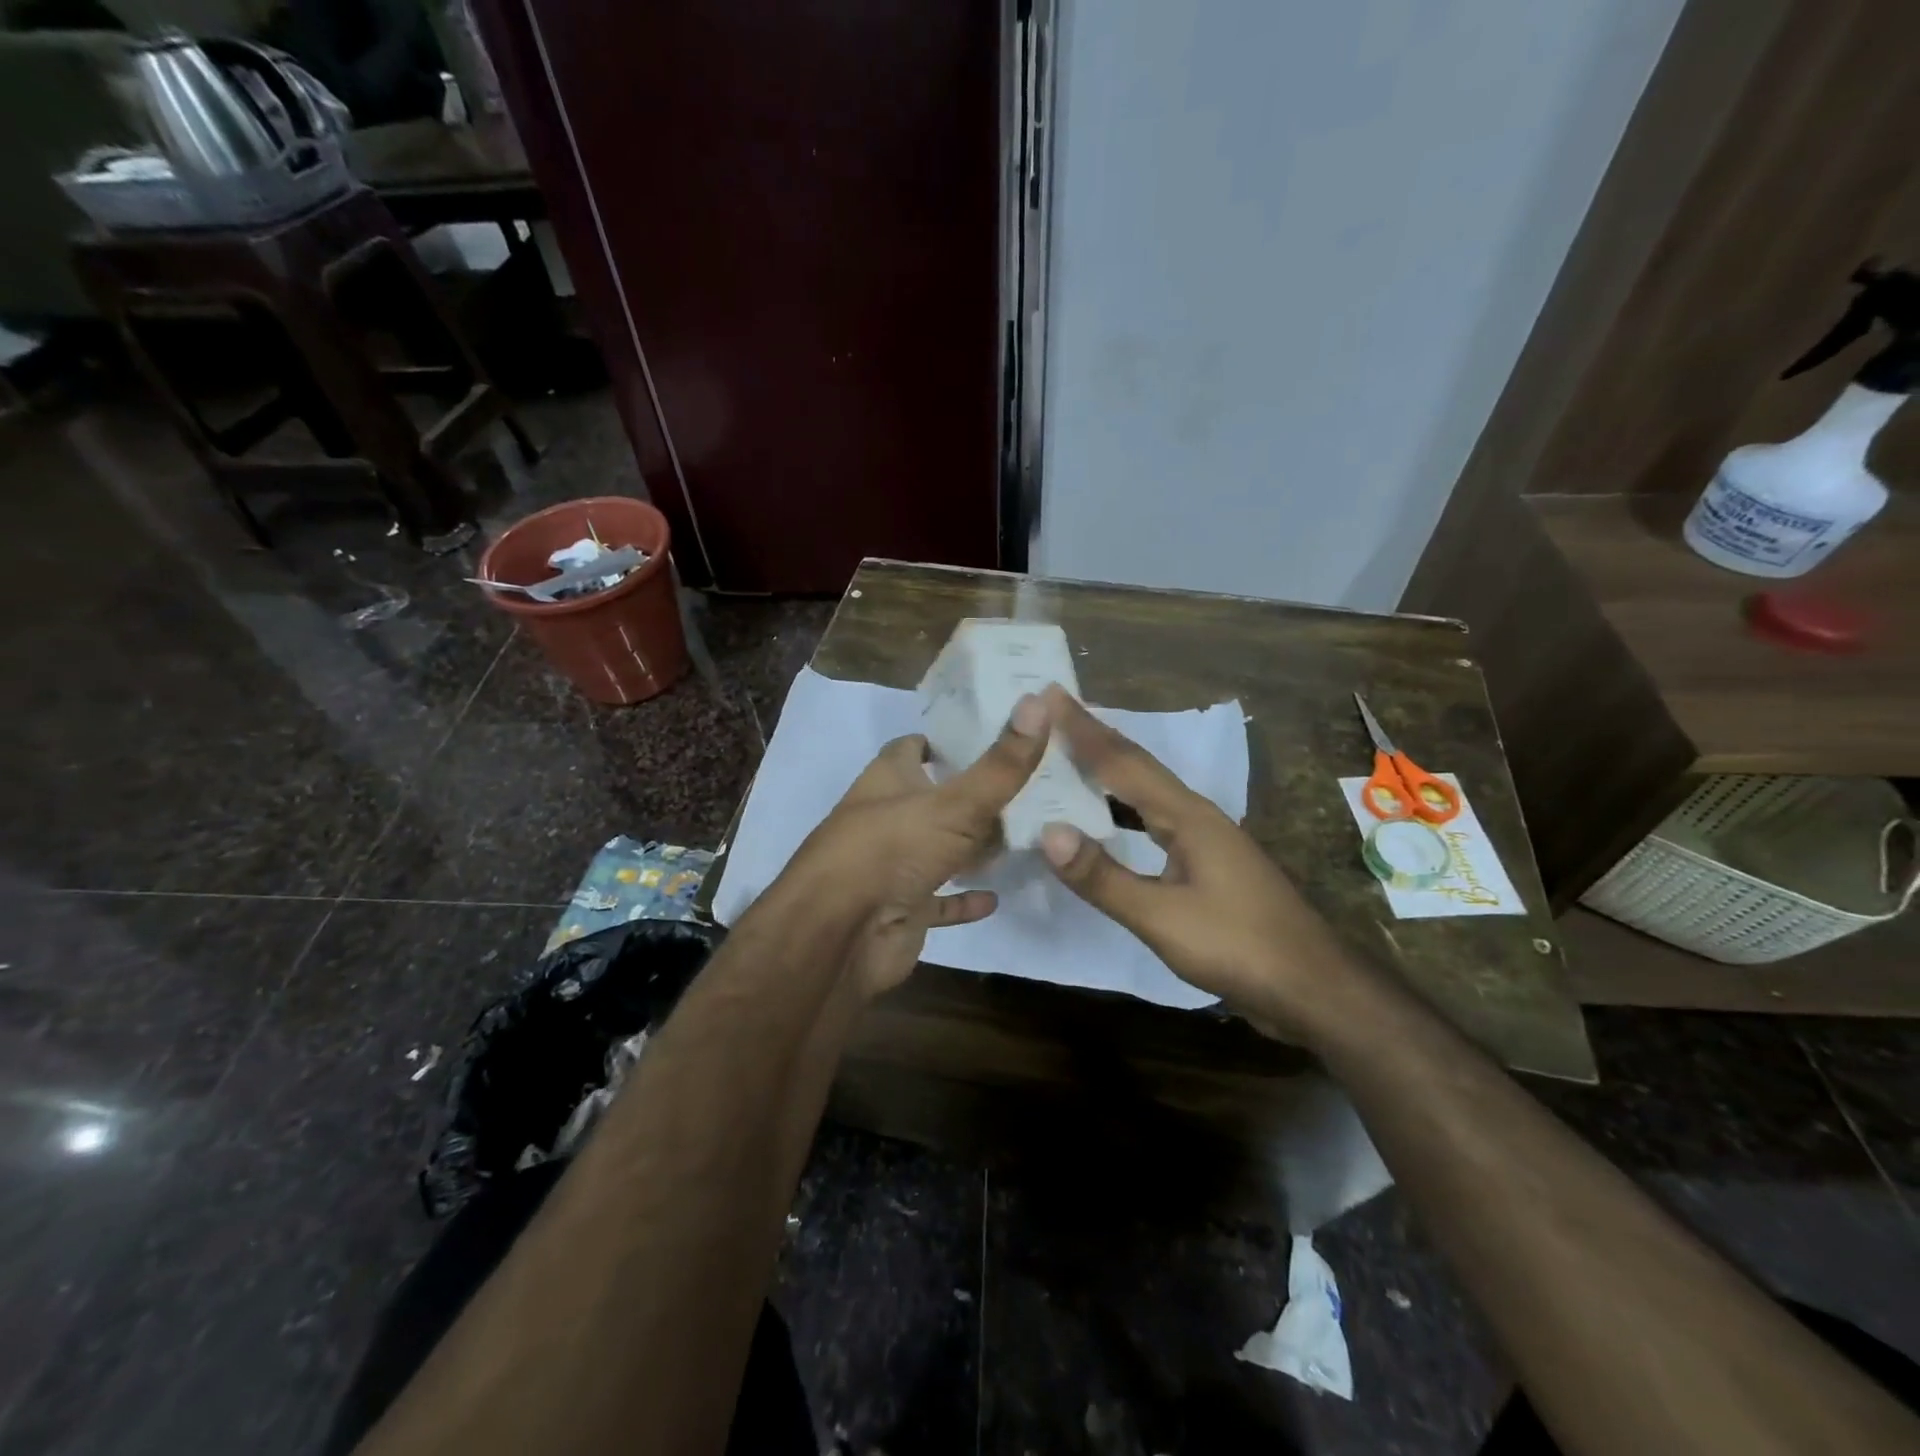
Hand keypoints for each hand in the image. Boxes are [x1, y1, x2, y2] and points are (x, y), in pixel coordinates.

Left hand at [790, 694, 1049, 997]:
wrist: (842, 935)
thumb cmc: (892, 850)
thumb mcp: (956, 802)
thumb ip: (1002, 763)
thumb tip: (1039, 699)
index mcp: (888, 780)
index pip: (912, 747)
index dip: (945, 741)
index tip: (992, 738)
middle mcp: (887, 818)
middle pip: (931, 799)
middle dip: (971, 796)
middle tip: (1027, 790)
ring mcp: (893, 867)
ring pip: (937, 850)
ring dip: (970, 848)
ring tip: (1023, 837)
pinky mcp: (901, 909)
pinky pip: (938, 901)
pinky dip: (962, 899)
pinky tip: (995, 896)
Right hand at [1035, 685, 1350, 1035]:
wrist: (1312, 986)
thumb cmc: (1238, 946)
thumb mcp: (1162, 917)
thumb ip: (1103, 876)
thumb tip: (1048, 832)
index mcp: (1186, 816)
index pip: (1123, 761)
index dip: (1083, 729)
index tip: (1049, 694)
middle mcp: (1196, 815)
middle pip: (1137, 766)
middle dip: (1095, 736)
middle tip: (1054, 711)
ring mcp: (1206, 839)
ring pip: (1147, 791)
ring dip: (1109, 769)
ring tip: (1071, 754)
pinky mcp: (1208, 864)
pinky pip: (1154, 819)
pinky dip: (1123, 807)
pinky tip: (1110, 818)